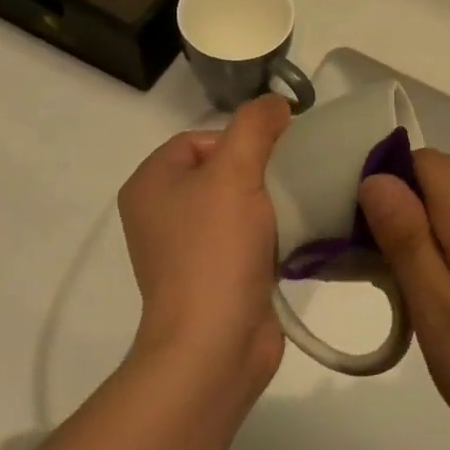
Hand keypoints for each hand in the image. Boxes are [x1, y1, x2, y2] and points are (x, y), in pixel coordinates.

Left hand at [117, 96, 290, 391]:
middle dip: (261, 170)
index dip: (241, 138)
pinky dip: (271, 234)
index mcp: (151, 183)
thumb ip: (255, 125)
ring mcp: (185, 249)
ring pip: (238, 204)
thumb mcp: (235, 172)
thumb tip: (276, 103)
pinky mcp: (213, 277)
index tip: (277, 156)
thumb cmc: (215, 250)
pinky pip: (246, 238)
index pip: (201, 137)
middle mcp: (161, 213)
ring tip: (298, 207)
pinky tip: (297, 237)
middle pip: (222, 169)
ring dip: (270, 203)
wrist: (214, 346)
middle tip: (293, 180)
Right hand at [359, 151, 449, 449]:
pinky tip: (448, 298)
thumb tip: (376, 179)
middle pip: (439, 179)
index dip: (383, 183)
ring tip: (406, 289)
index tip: (357, 231)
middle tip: (375, 268)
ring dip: (425, 230)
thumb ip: (406, 241)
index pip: (420, 161)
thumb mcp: (440, 316)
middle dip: (400, 209)